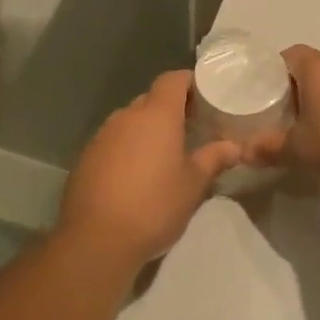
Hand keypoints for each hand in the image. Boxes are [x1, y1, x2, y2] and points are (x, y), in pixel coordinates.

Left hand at [57, 71, 240, 271]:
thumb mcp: (193, 185)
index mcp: (156, 115)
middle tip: (190, 129)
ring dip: (146, 131)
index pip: (172, 80)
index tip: (204, 98)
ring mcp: (101, 136)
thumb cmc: (154, 205)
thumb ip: (214, 159)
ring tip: (164, 155)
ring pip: (129, 121)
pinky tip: (135, 176)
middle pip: (150, 99)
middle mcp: (126, 116)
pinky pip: (112, 142)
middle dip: (170, 109)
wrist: (96, 239)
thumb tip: (234, 146)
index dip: (189, 83)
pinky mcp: (85, 158)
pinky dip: (127, 149)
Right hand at [244, 46, 319, 189]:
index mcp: (317, 67)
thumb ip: (267, 148)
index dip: (274, 72)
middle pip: (313, 64)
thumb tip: (240, 153)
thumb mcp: (299, 151)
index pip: (288, 54)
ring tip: (319, 122)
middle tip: (288, 112)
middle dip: (299, 84)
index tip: (267, 94)